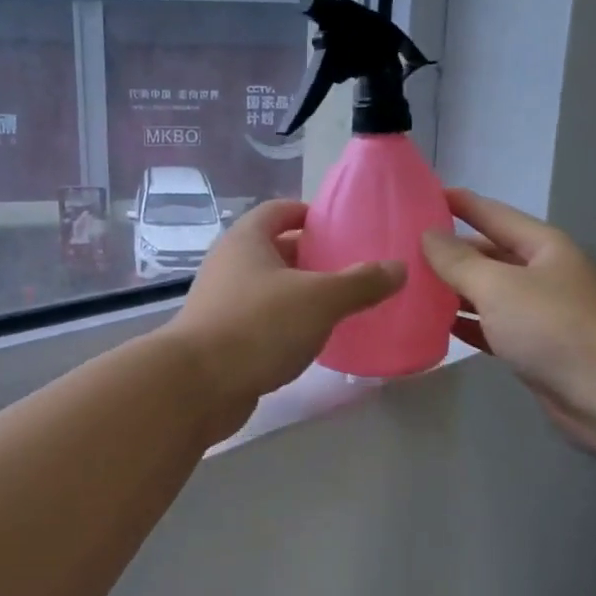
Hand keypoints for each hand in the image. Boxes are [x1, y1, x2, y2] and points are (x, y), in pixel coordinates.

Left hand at [162, 199, 406, 439]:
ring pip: (269, 288)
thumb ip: (360, 283)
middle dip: (312, 257)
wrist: (197, 385)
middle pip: (275, 249)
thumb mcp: (319, 299)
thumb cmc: (258, 325)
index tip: (340, 227)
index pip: (279, 211)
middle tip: (352, 269)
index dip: (309, 213)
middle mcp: (229, 264)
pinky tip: (312, 340)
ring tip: (340, 305)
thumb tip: (397, 268)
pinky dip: (286, 324)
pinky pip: (261, 320)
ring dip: (300, 294)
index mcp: (247, 240)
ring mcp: (222, 302)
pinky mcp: (222, 337)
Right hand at [420, 189, 595, 457]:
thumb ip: (459, 261)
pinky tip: (434, 325)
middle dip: (448, 252)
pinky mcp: (533, 348)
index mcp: (541, 246)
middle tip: (400, 250)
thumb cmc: (555, 327)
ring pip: (486, 293)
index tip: (419, 196)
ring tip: (408, 286)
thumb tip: (428, 234)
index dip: (458, 203)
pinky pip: (491, 327)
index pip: (492, 214)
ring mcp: (538, 313)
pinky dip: (466, 324)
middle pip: (487, 254)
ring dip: (452, 291)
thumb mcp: (498, 286)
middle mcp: (540, 273)